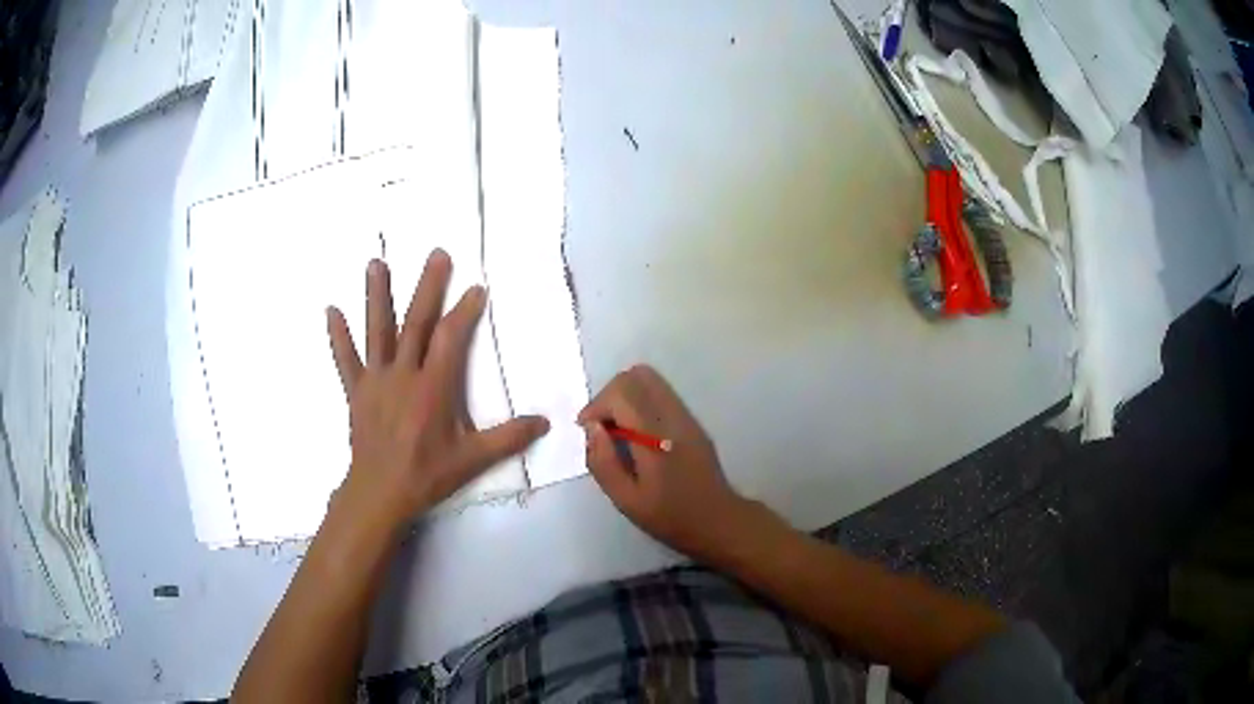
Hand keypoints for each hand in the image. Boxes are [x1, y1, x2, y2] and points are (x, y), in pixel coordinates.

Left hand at [326, 250, 549, 528]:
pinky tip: (330, 310)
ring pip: (377, 331)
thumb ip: (508, 438)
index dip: (464, 311)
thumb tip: (546, 422)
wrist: (379, 493)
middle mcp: (403, 374)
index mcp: (432, 387)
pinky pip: (345, 359)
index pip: (450, 338)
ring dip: (376, 295)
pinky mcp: (356, 391)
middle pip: (415, 323)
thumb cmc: (426, 474)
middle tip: (437, 254)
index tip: (475, 288)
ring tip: (375, 262)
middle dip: (427, 287)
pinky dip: (338, 336)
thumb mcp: (472, 460)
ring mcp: (376, 380)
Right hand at [578, 365, 757, 563]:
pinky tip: (638, 436)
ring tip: (618, 431)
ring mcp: (687, 416)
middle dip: (610, 396)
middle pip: (636, 375)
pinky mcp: (692, 421)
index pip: (622, 392)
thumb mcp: (626, 500)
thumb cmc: (670, 517)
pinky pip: (661, 395)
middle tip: (602, 428)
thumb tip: (592, 428)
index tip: (588, 432)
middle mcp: (673, 417)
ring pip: (650, 380)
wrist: (719, 521)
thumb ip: (603, 463)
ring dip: (626, 398)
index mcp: (655, 438)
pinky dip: (640, 404)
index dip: (597, 406)